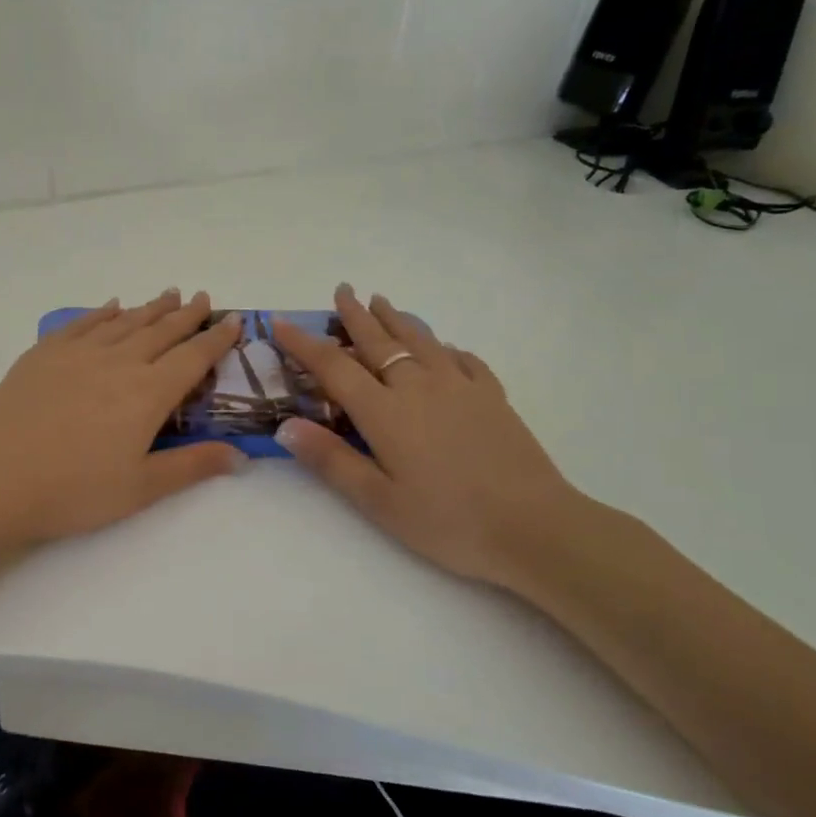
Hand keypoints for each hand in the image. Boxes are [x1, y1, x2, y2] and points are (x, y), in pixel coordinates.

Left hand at [0, 290, 246, 546]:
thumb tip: (241, 455)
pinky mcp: (45, 353)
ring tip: (169, 294)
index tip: (234, 320)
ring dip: (150, 307)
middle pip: (161, 331)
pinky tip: (112, 305)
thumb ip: (192, 466)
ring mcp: (78, 353)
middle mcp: (118, 362)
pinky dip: (103, 312)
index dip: (217, 339)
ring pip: (124, 321)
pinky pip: (83, 323)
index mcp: (148, 393)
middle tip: (203, 298)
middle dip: (186, 315)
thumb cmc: (74, 491)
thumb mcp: (141, 487)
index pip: (192, 358)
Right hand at [271, 285, 584, 593]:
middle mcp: (418, 386)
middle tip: (342, 290)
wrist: (534, 526)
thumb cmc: (447, 520)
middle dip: (355, 315)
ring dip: (397, 319)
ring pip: (420, 340)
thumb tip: (285, 425)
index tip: (282, 323)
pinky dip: (445, 348)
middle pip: (378, 341)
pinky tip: (444, 349)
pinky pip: (463, 359)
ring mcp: (460, 386)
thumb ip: (331, 460)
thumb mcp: (378, 501)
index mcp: (384, 411)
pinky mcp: (492, 396)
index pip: (334, 366)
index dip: (304, 344)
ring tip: (382, 302)